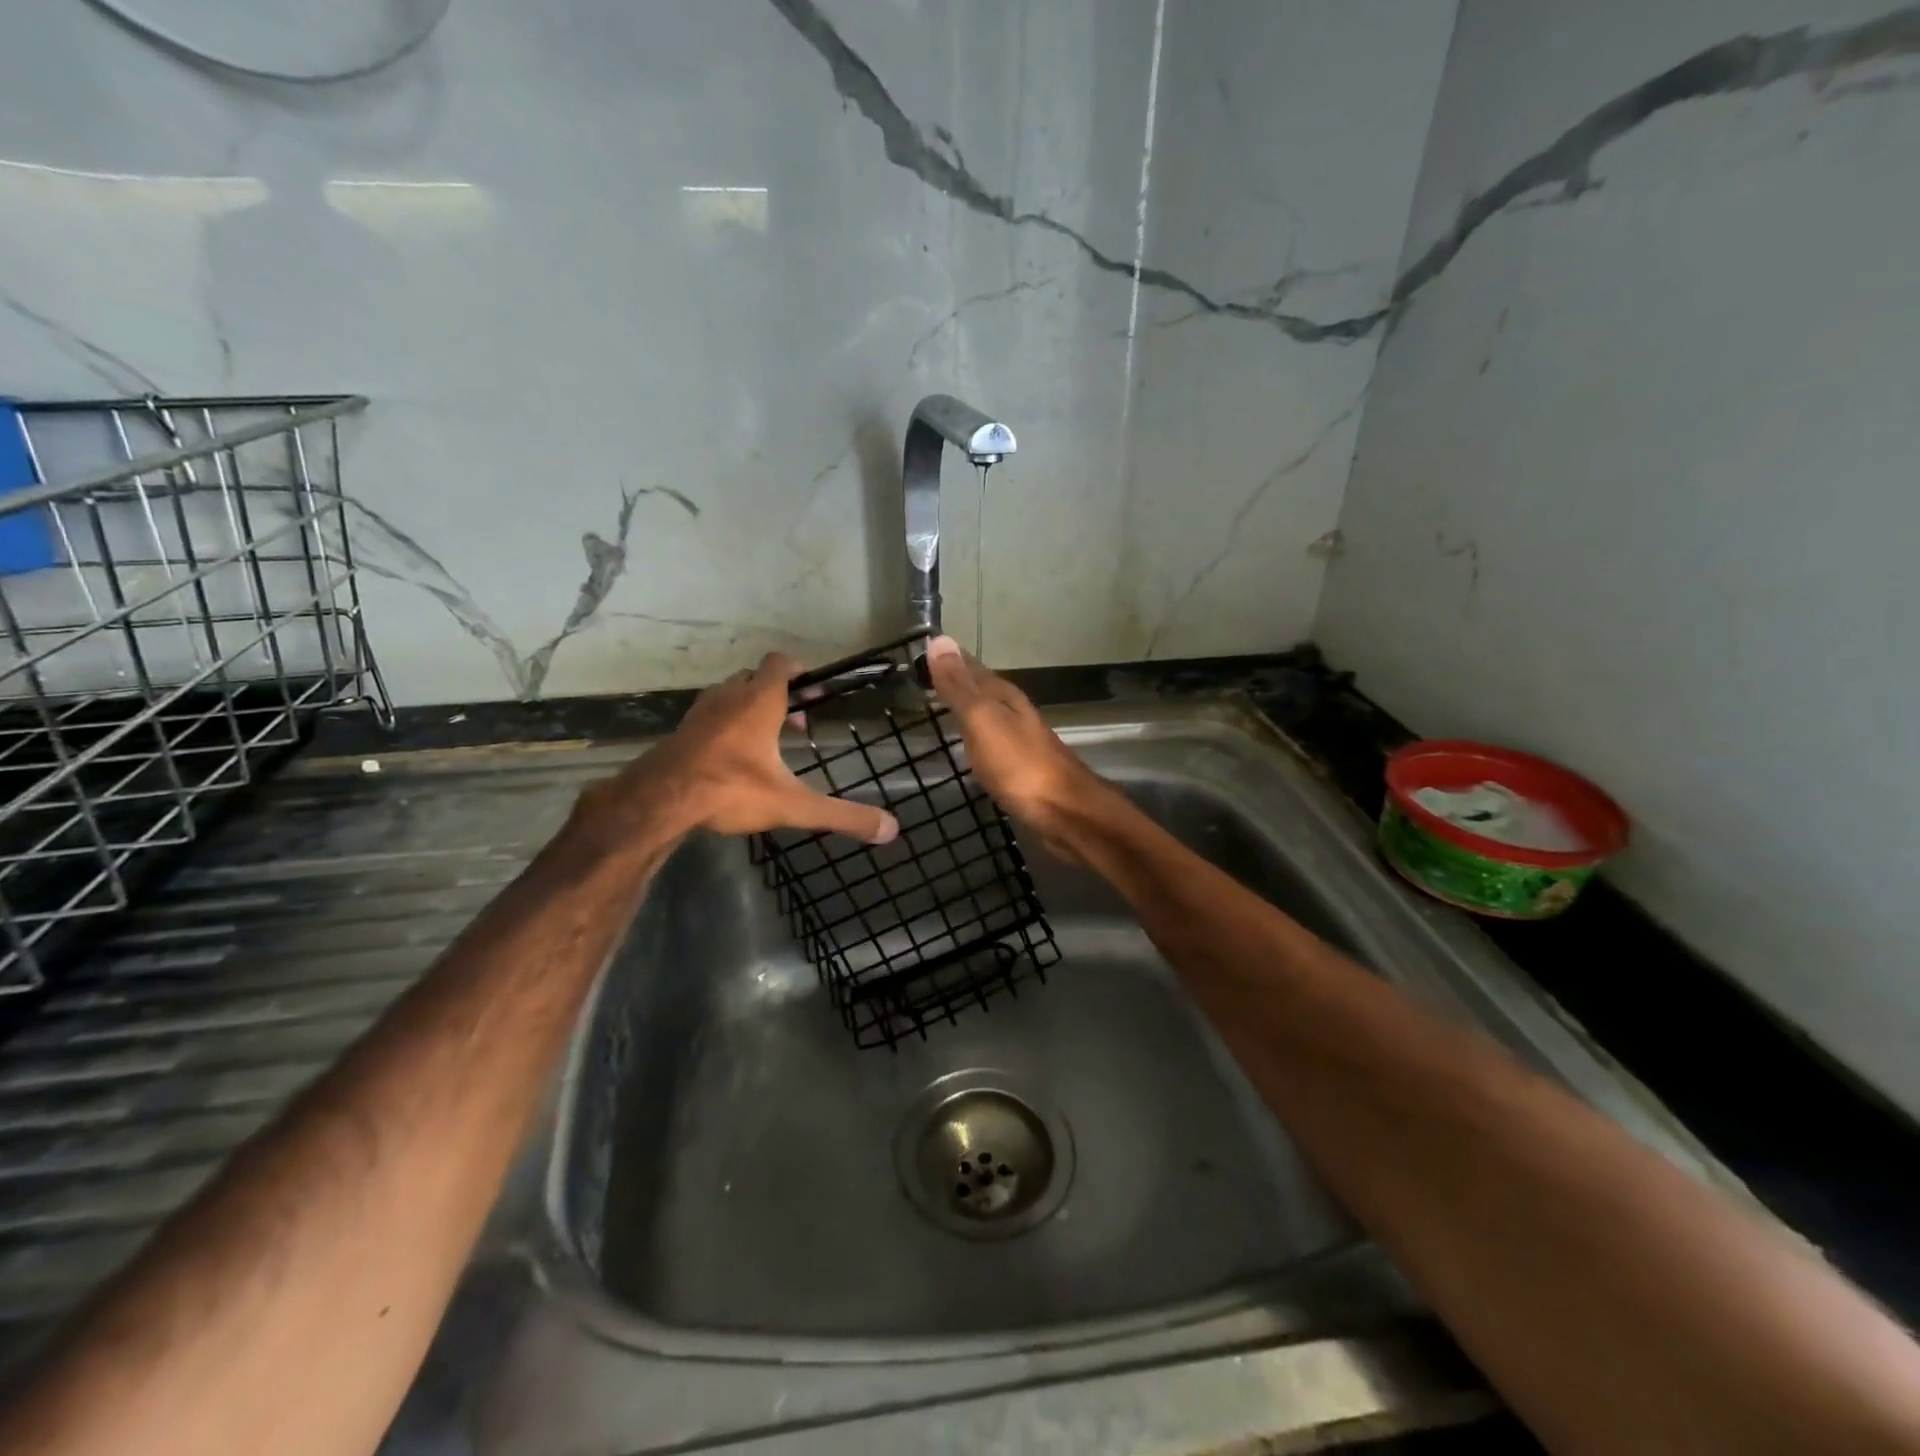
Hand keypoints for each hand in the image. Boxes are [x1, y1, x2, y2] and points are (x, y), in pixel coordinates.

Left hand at [576, 653, 898, 846]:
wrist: (659, 801)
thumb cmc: (730, 789)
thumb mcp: (793, 805)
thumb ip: (842, 815)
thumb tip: (891, 829)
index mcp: (759, 702)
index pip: (780, 663)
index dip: (799, 670)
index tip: (815, 689)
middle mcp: (729, 697)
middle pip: (755, 678)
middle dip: (778, 693)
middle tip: (796, 723)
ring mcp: (701, 712)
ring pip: (730, 695)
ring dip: (750, 708)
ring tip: (766, 741)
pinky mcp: (682, 731)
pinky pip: (710, 716)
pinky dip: (726, 725)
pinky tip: (732, 758)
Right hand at [923, 636, 1109, 855]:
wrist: (1065, 812)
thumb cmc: (1019, 765)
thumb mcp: (982, 721)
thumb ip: (960, 687)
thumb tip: (939, 640)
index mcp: (1005, 697)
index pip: (972, 668)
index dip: (948, 660)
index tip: (924, 651)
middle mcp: (1016, 713)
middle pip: (982, 690)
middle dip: (958, 682)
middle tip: (927, 679)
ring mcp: (1022, 741)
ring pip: (989, 715)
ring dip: (968, 709)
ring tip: (943, 708)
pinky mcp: (1024, 769)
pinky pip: (993, 742)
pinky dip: (977, 737)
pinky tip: (971, 747)